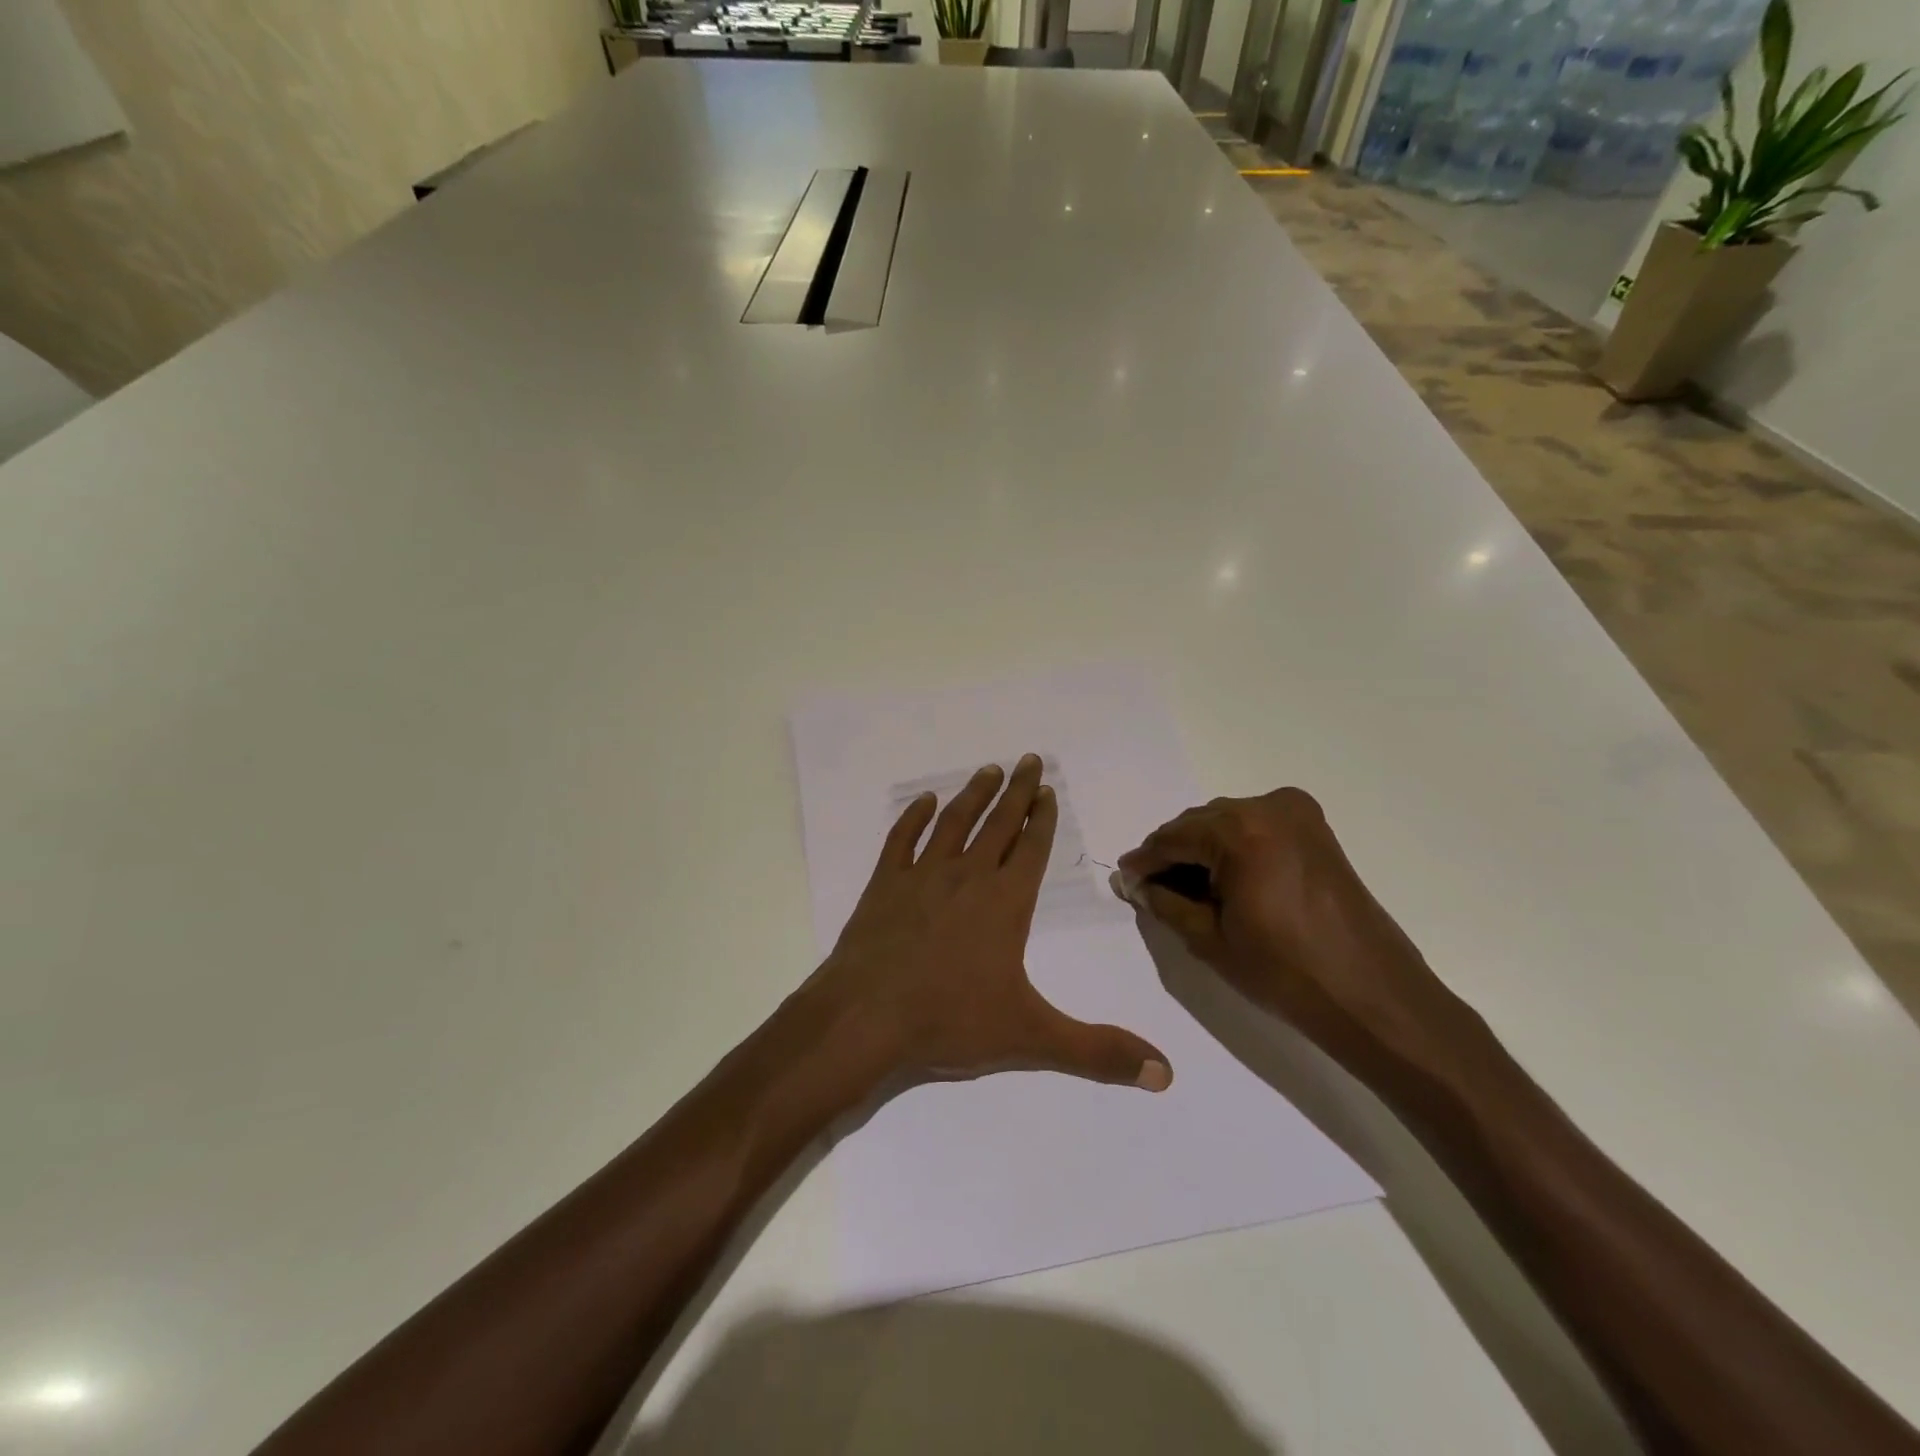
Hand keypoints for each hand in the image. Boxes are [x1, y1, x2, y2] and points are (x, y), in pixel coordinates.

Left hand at [810, 754, 1171, 1091]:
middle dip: (1018, 792)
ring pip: (954, 822)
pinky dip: (914, 817)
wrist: (864, 1017)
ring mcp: (922, 876)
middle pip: (999, 823)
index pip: (1032, 848)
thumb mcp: (1031, 1037)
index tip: (1049, 790)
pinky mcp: (884, 884)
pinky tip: (924, 801)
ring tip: (989, 770)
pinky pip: (901, 839)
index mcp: (1005, 903)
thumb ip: (1098, 1051)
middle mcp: (968, 877)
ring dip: (974, 794)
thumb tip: (1166, 1074)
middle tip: (1029, 759)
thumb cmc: (949, 1021)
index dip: (1043, 818)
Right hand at [1114, 788, 1472, 1085]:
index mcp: (1241, 831)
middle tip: (1151, 887)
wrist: (1372, 996)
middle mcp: (1269, 807)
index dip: (1145, 861)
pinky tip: (1222, 880)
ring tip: (1185, 888)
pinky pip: (1257, 828)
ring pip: (1228, 823)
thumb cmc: (1285, 972)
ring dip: (1203, 850)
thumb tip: (1136, 884)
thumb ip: (1165, 903)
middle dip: (1174, 853)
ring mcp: (1298, 814)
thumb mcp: (1210, 939)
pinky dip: (1234, 848)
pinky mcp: (1316, 830)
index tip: (1124, 879)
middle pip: (1200, 824)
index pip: (1174, 838)